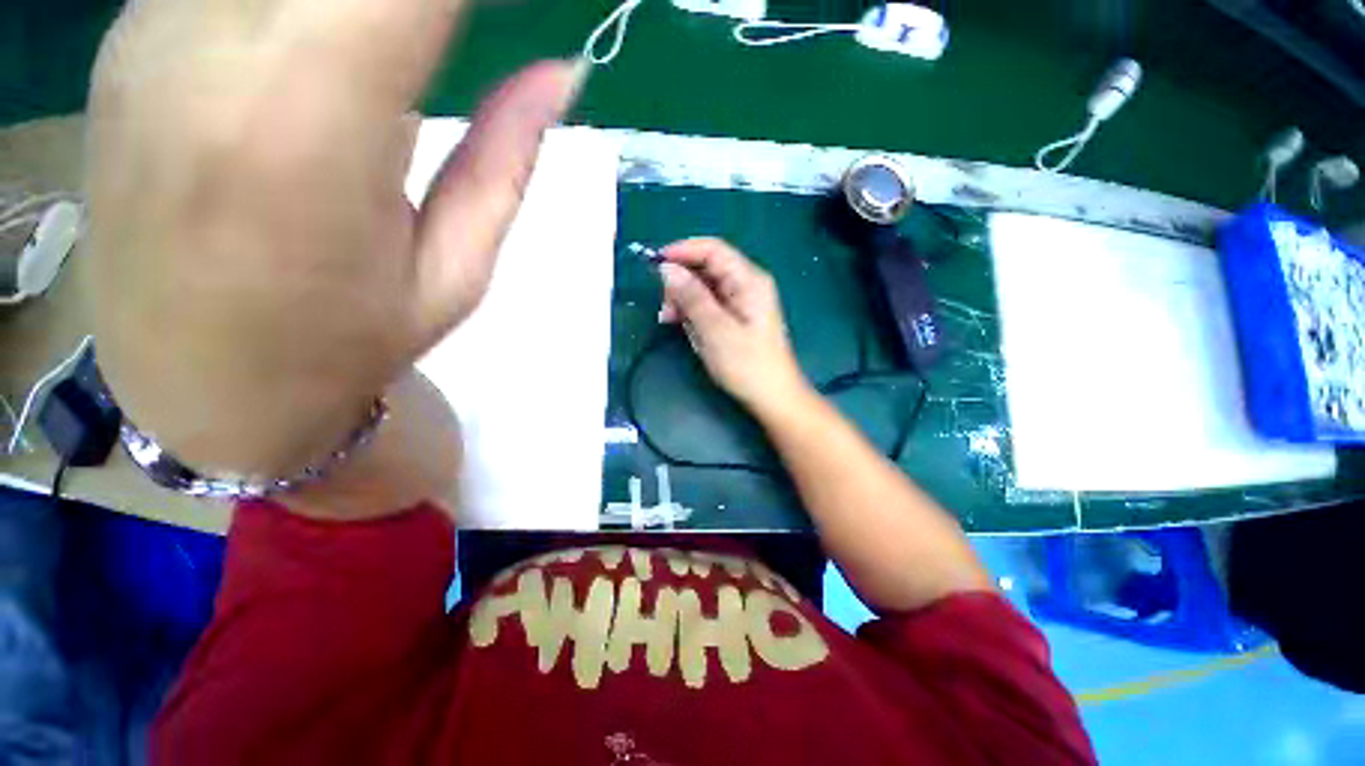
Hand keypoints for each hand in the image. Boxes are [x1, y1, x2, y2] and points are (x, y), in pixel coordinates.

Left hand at [86, 0, 580, 477]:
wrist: (195, 388)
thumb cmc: (341, 348)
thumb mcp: (454, 274)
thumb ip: (506, 160)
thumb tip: (561, 72)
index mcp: (306, 127)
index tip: (511, 11)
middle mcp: (207, 50)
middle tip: (449, 32)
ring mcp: (149, 29)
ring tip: (396, 36)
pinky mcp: (127, 35)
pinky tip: (320, 30)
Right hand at [658, 238, 811, 413]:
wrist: (773, 398)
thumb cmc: (747, 364)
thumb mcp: (715, 329)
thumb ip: (691, 297)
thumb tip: (667, 268)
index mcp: (748, 280)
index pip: (712, 249)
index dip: (682, 251)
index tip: (654, 264)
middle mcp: (746, 285)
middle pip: (707, 268)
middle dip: (681, 282)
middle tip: (664, 308)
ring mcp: (742, 302)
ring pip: (705, 288)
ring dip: (684, 300)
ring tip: (670, 321)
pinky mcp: (736, 318)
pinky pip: (709, 305)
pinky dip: (693, 313)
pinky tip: (685, 328)